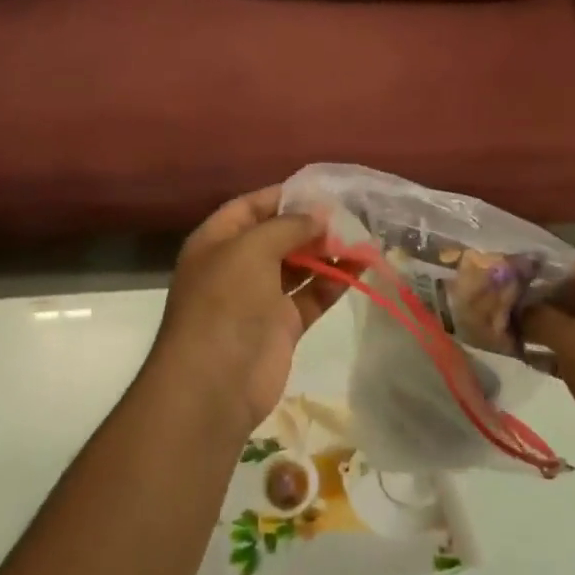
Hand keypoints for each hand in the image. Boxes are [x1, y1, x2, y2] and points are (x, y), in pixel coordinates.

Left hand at [151, 186, 338, 433]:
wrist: (213, 384)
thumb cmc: (225, 302)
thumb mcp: (252, 249)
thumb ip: (288, 226)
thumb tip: (319, 215)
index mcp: (216, 241)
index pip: (250, 207)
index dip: (282, 196)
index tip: (320, 189)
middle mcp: (236, 265)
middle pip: (277, 235)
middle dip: (310, 224)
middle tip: (349, 214)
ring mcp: (259, 297)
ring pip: (298, 265)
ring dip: (326, 251)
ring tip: (362, 236)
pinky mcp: (282, 326)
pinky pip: (311, 295)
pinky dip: (334, 281)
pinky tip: (360, 266)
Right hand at [521, 261, 574, 463]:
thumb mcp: (568, 338)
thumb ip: (536, 316)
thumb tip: (515, 308)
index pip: (562, 261)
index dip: (531, 262)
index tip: (501, 269)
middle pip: (560, 290)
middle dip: (528, 295)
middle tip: (494, 301)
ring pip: (563, 321)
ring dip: (534, 324)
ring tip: (501, 328)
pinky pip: (569, 348)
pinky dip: (547, 349)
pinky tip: (522, 356)